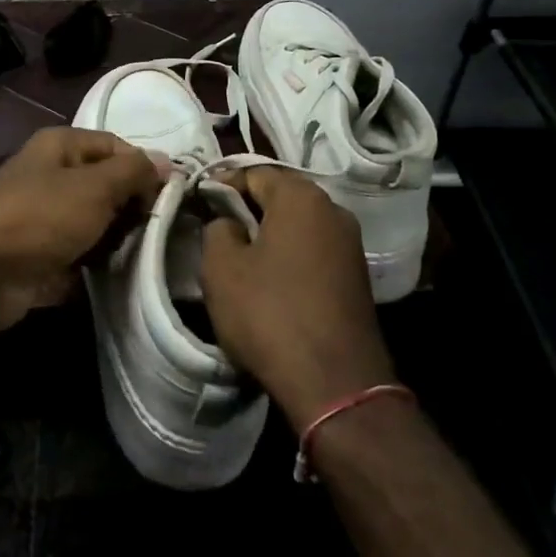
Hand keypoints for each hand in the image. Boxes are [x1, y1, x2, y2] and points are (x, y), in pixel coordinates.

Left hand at [0, 126, 162, 334]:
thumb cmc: (40, 217)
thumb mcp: (95, 187)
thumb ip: (134, 172)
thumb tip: (166, 161)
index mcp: (60, 145)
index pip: (116, 146)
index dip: (144, 168)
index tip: (169, 197)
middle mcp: (51, 173)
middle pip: (106, 183)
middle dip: (132, 206)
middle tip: (155, 229)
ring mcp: (45, 214)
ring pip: (96, 220)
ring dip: (117, 237)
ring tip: (140, 253)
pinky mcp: (42, 251)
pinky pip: (81, 250)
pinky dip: (97, 260)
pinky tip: (118, 273)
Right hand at [200, 167, 395, 428]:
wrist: (335, 384)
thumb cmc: (269, 313)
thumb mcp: (221, 267)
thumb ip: (217, 229)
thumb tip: (229, 223)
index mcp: (301, 197)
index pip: (253, 172)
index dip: (221, 184)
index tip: (199, 203)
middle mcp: (333, 210)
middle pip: (280, 196)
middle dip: (247, 208)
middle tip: (216, 229)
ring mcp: (350, 245)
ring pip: (298, 226)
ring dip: (269, 235)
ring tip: (239, 258)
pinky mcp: (357, 277)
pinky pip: (313, 251)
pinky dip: (289, 257)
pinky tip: (270, 282)